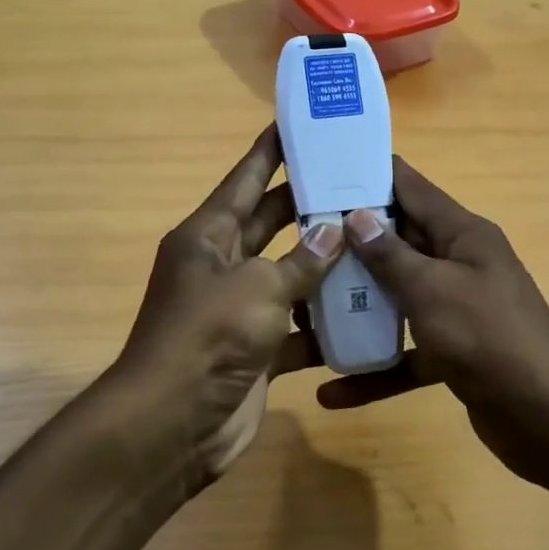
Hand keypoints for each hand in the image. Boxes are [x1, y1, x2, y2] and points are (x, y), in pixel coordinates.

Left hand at [108, 126, 342, 486]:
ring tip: (375, 241)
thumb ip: (302, 260)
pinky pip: (298, 327)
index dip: (269, 152)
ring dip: (326, 266)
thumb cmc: (208, 337)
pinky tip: (366, 311)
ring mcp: (240, 311)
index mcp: (208, 237)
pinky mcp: (258, 350)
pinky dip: (324, 324)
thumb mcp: (258, 287)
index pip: (244, 181)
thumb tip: (334, 229)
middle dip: (309, 206)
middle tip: (357, 183)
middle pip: (271, 225)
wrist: (174, 425)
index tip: (296, 124)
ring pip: (290, 277)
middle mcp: (222, 267)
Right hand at [316, 159, 548, 484]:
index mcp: (463, 235)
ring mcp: (457, 311)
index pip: (411, 188)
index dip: (368, 175)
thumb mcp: (433, 289)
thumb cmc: (489, 338)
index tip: (320, 171)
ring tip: (304, 312)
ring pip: (398, 299)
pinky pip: (406, 354)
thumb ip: (392, 254)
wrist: (548, 417)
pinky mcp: (453, 354)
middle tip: (295, 244)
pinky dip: (375, 370)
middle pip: (398, 244)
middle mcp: (460, 265)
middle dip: (350, 245)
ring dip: (356, 308)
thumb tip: (357, 215)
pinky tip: (332, 392)